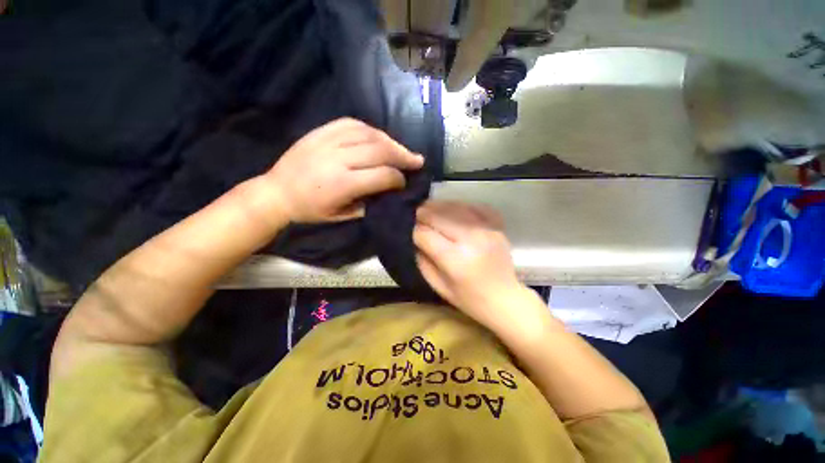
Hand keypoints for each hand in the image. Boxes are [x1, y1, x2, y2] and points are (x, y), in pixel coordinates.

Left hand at [265, 118, 423, 222]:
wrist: (276, 192)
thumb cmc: (310, 210)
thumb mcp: (341, 216)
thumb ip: (368, 204)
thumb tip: (389, 192)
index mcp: (343, 184)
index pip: (383, 175)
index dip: (399, 179)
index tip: (405, 183)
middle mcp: (338, 158)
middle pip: (381, 150)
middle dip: (403, 155)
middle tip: (417, 160)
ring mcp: (329, 141)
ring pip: (370, 133)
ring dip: (391, 141)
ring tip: (402, 149)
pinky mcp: (321, 131)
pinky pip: (352, 123)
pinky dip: (371, 129)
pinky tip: (379, 136)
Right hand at [414, 200, 531, 329]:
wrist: (505, 298)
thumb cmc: (469, 298)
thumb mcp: (438, 286)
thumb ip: (423, 260)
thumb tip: (415, 237)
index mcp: (455, 260)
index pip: (425, 234)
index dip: (415, 231)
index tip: (412, 231)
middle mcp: (471, 240)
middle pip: (439, 216)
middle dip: (423, 213)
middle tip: (417, 215)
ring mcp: (486, 230)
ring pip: (455, 206)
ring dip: (439, 206)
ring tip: (431, 209)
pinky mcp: (497, 226)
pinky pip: (475, 206)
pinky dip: (461, 206)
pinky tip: (454, 211)